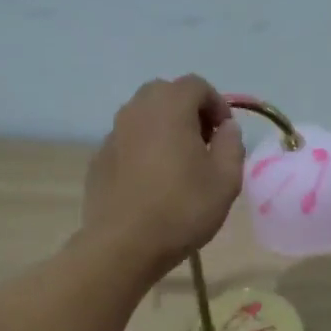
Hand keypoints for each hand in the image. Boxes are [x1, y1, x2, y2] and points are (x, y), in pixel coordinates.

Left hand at [83, 76, 246, 273]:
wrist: (124, 245)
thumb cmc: (182, 209)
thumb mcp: (226, 179)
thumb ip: (232, 144)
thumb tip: (226, 128)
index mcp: (169, 107)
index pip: (196, 85)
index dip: (217, 104)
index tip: (226, 133)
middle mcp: (136, 111)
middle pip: (165, 93)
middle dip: (188, 110)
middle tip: (204, 142)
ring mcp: (113, 134)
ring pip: (143, 116)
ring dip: (164, 128)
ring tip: (179, 163)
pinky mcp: (99, 159)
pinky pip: (128, 141)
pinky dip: (144, 149)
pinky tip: (153, 182)